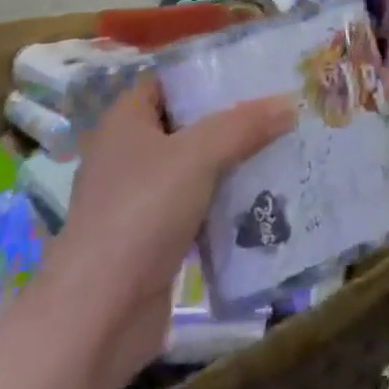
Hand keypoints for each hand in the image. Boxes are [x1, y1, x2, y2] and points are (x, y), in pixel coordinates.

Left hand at [45, 78, 295, 387]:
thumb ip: (245, 125)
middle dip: (233, 120)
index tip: (255, 70)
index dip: (208, 73)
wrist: (97, 317)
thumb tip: (291, 102)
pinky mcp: (153, 242)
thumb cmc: (140, 213)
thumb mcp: (198, 155)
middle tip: (281, 109)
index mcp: (126, 121)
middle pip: (188, 125)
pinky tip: (267, 200)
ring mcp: (140, 201)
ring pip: (197, 169)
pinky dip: (227, 205)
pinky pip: (199, 209)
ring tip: (285, 148)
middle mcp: (129, 155)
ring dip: (235, 164)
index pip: (170, 81)